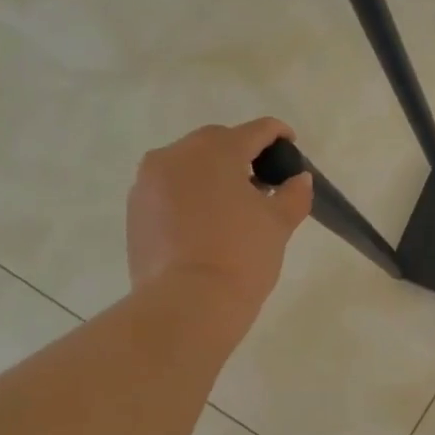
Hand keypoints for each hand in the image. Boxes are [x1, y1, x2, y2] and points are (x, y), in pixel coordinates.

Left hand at [126, 119, 313, 332]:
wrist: (188, 303)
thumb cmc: (242, 255)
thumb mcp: (279, 223)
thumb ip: (293, 193)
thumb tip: (298, 179)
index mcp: (216, 150)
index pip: (255, 131)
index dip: (278, 135)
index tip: (291, 146)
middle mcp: (177, 155)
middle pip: (217, 142)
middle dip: (242, 154)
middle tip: (264, 180)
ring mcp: (149, 181)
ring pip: (188, 164)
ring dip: (212, 173)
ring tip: (233, 202)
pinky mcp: (135, 209)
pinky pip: (169, 188)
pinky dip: (190, 194)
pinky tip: (207, 221)